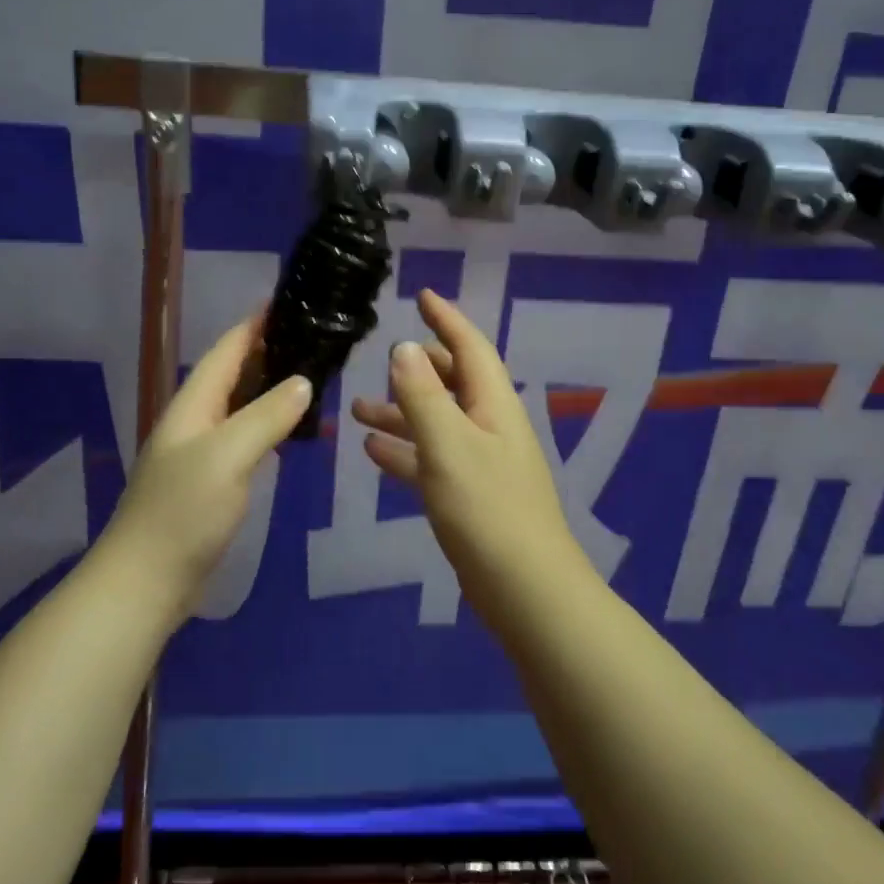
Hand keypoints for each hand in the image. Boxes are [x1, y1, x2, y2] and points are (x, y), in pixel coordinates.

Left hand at [99, 312, 312, 620]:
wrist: (146, 581)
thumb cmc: (184, 511)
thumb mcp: (228, 456)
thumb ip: (266, 416)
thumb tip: (303, 382)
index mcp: (193, 405)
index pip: (227, 350)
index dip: (255, 323)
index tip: (289, 301)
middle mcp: (195, 420)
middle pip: (233, 373)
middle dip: (268, 350)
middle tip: (314, 337)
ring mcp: (201, 452)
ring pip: (240, 405)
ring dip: (271, 386)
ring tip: (312, 373)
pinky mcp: (211, 481)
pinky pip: (245, 437)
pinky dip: (269, 423)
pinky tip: (291, 427)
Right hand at [351, 289, 587, 599]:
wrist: (525, 588)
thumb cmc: (486, 508)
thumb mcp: (448, 444)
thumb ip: (422, 395)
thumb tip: (404, 347)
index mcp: (493, 404)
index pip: (470, 347)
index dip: (447, 318)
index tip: (422, 295)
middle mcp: (490, 425)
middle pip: (454, 382)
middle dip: (419, 368)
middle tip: (384, 358)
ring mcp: (481, 462)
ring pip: (437, 422)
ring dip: (401, 413)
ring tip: (357, 409)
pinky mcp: (469, 495)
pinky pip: (432, 459)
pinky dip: (405, 451)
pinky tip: (373, 452)